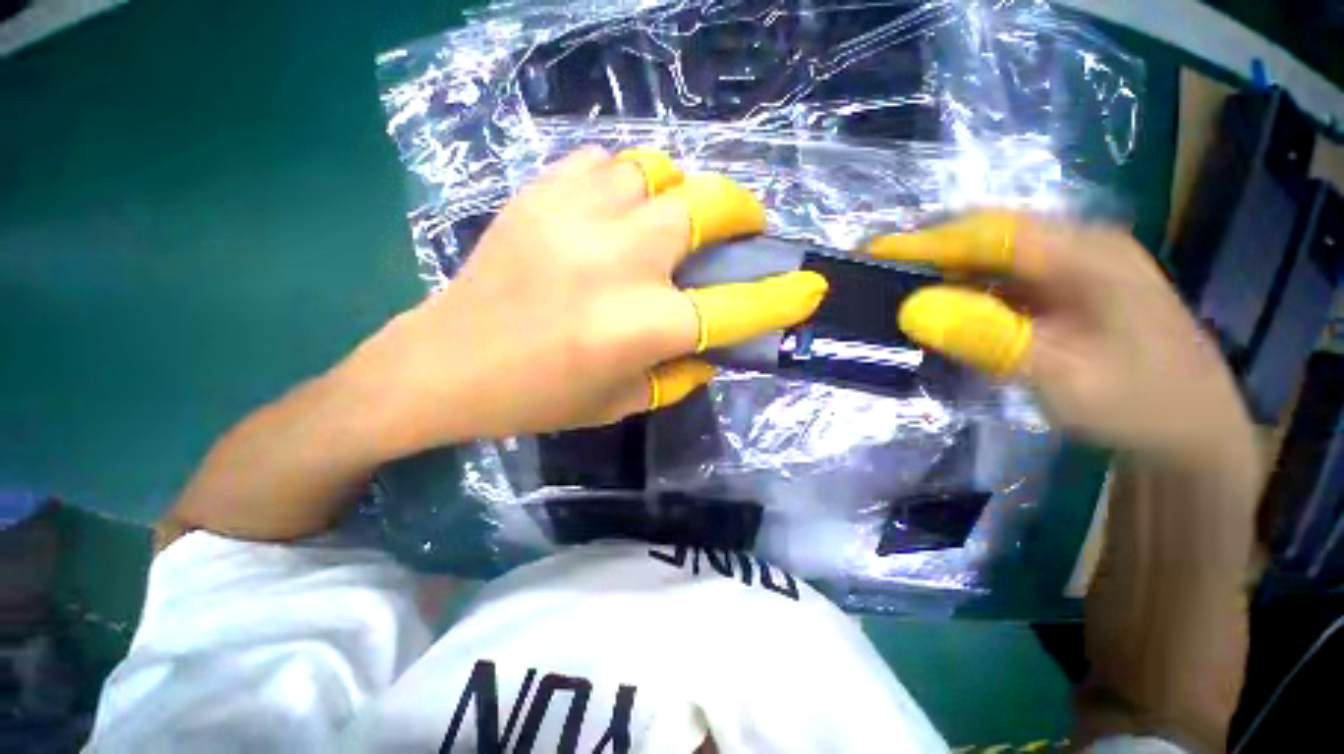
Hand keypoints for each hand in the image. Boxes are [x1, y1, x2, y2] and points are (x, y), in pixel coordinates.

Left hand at [339, 147, 827, 456]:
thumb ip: (678, 376)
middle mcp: (619, 263)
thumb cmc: (537, 398)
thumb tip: (713, 349)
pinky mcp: (538, 195)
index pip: (734, 308)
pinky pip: (604, 163)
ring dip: (678, 191)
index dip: (781, 298)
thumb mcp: (621, 403)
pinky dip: (627, 182)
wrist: (445, 365)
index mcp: (640, 327)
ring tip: (671, 216)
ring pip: (656, 170)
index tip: (810, 286)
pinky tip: (618, 209)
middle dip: (740, 210)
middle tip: (743, 225)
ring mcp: (575, 218)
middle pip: (706, 205)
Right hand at [868, 213, 1255, 467]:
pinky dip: (965, 292)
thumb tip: (911, 310)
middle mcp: (1079, 247)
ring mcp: (1075, 269)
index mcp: (1086, 254)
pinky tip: (943, 310)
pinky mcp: (1068, 292)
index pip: (988, 232)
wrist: (1195, 433)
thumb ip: (987, 338)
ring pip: (993, 258)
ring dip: (944, 272)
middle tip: (877, 271)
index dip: (925, 241)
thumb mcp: (1063, 376)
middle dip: (928, 252)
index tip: (873, 252)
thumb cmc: (1139, 404)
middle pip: (988, 236)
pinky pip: (1004, 281)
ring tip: (897, 290)